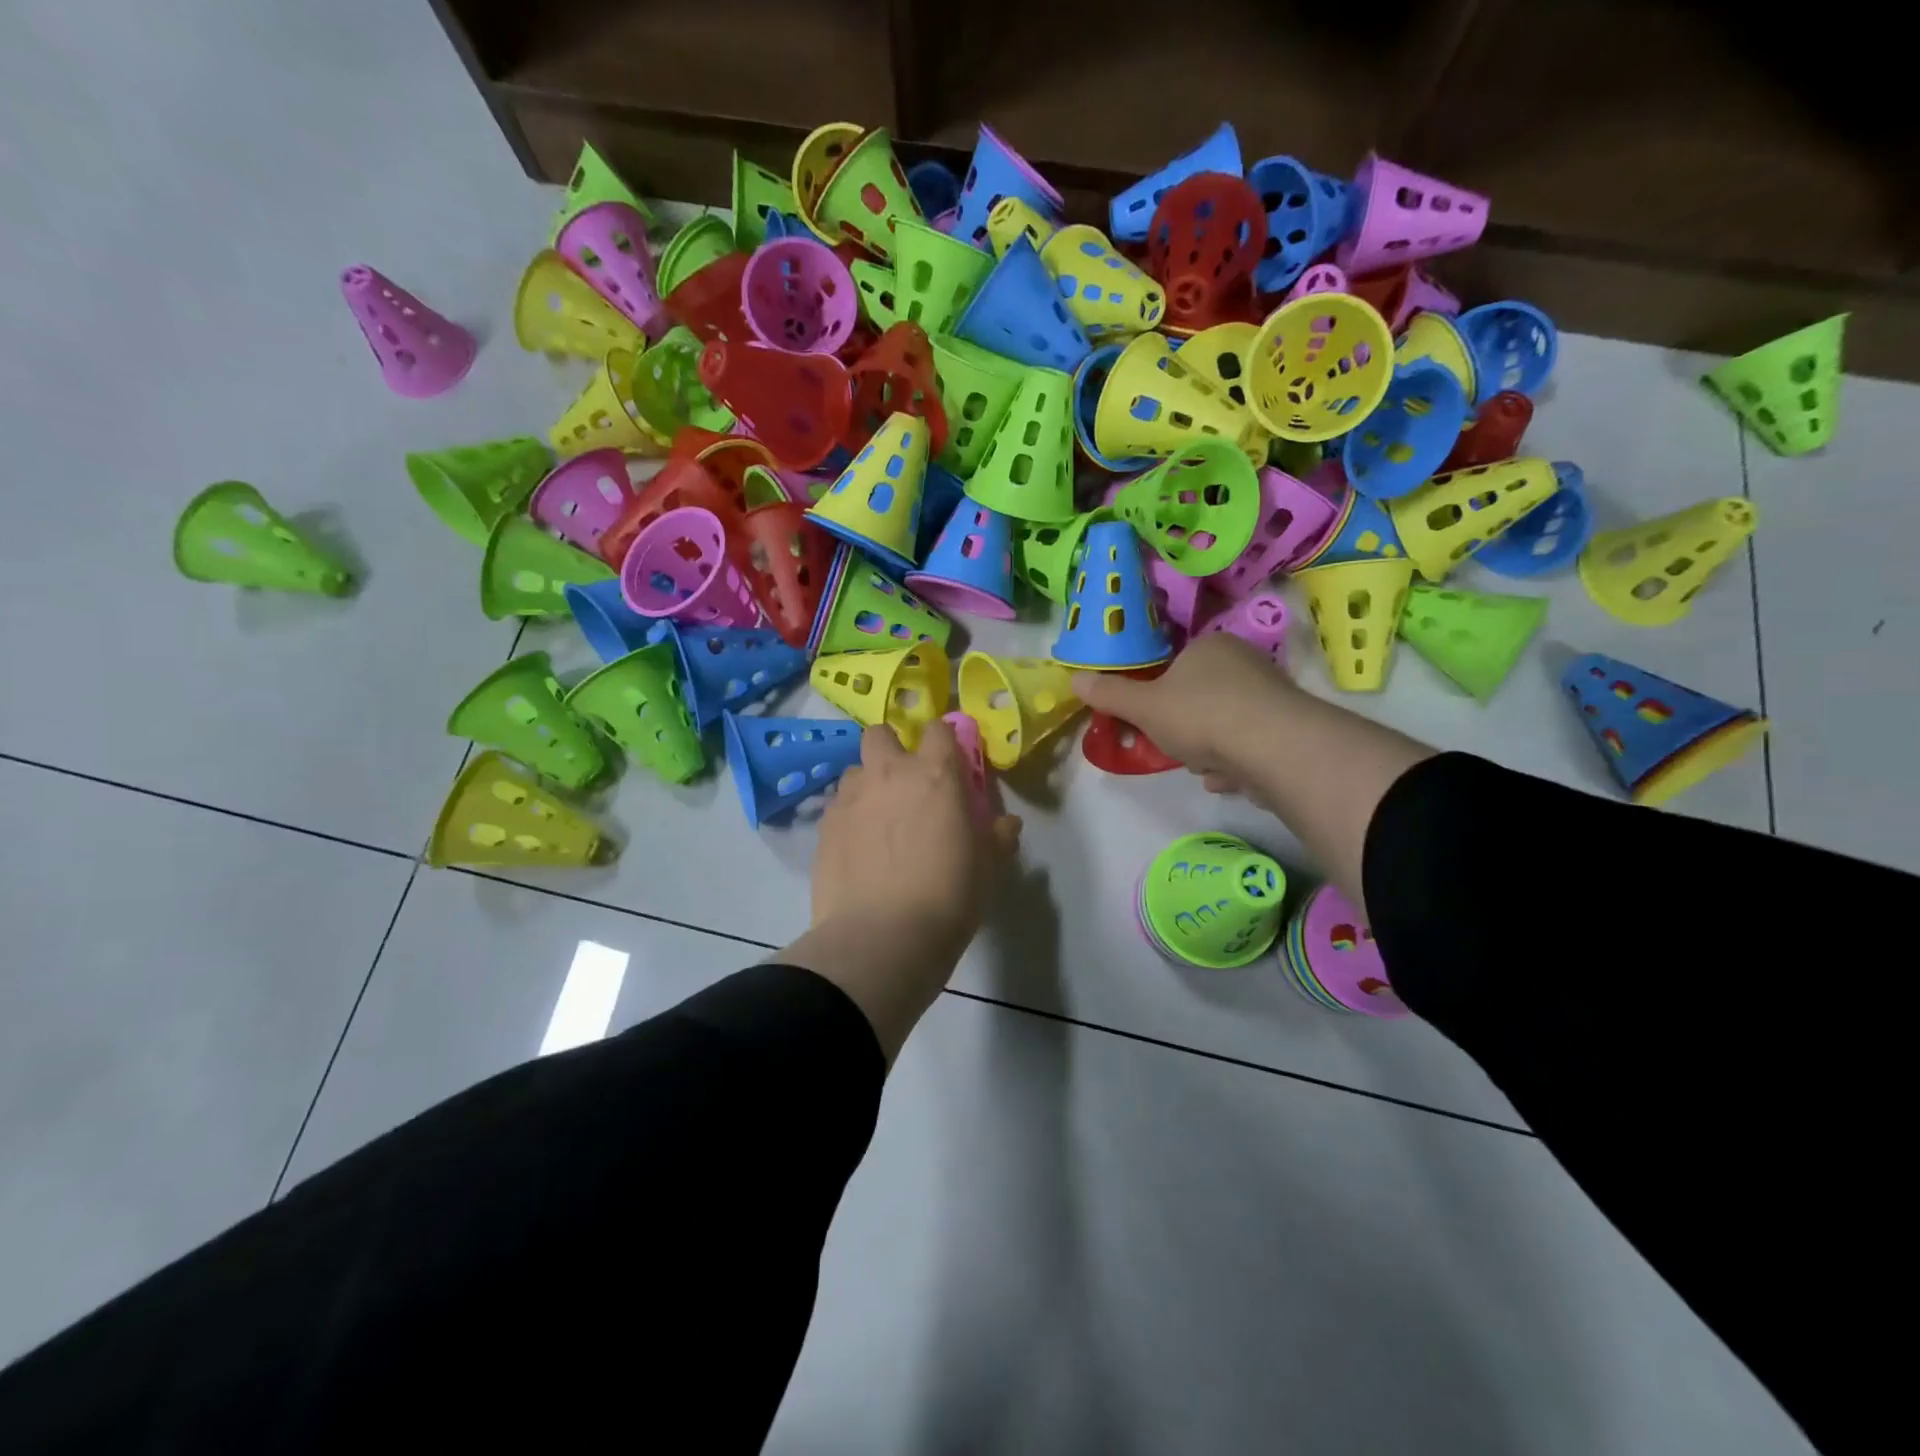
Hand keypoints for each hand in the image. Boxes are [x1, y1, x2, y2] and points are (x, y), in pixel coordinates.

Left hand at [812, 718, 1021, 951]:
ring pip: (855, 771)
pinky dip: (849, 818)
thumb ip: (997, 836)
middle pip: (880, 733)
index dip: (945, 741)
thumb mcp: (987, 867)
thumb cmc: (948, 896)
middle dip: (892, 748)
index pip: (939, 729)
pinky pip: (837, 807)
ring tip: (879, 821)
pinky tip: (859, 850)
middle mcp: (888, 774)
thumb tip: (1007, 823)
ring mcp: (850, 799)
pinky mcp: (824, 827)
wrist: (882, 938)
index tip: (951, 765)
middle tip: (905, 784)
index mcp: (935, 774)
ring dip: (868, 785)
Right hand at [1072, 634, 1297, 796]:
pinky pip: (1249, 745)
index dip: (1159, 696)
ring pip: (1224, 724)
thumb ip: (1110, 694)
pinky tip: (1228, 778)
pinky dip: (1236, 762)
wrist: (1273, 747)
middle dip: (1185, 728)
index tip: (1152, 721)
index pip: (1176, 665)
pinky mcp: (1289, 728)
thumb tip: (1074, 679)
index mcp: (1209, 646)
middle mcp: (1245, 662)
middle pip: (1199, 698)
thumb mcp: (1143, 707)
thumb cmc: (1200, 715)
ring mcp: (1271, 695)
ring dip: (1210, 750)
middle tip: (1177, 746)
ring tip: (1206, 766)